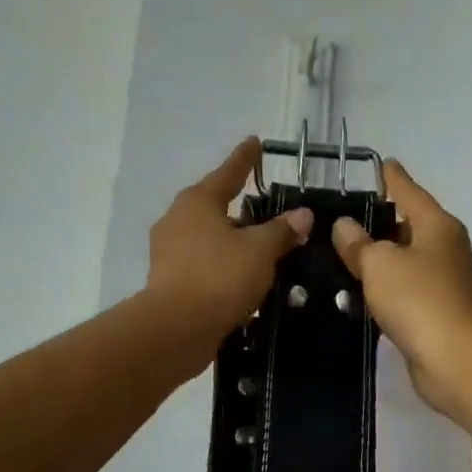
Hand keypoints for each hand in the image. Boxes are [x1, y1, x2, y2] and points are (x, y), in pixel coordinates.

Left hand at [146, 139, 312, 353]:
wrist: (176, 329)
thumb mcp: (260, 251)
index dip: (246, 158)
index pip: (229, 172)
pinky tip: (242, 275)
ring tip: (261, 245)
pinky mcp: (169, 279)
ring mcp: (169, 250)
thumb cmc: (220, 277)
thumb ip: (282, 230)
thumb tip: (302, 214)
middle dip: (240, 205)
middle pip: (215, 204)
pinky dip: (223, 263)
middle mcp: (178, 219)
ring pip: (209, 236)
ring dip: (233, 239)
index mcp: (198, 201)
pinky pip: (204, 262)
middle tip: (266, 204)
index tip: (255, 142)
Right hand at [332, 160, 471, 416]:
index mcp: (436, 225)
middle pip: (408, 224)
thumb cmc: (418, 300)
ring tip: (341, 253)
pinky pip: (404, 287)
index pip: (409, 191)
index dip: (392, 177)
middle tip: (342, 216)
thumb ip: (358, 243)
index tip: (380, 163)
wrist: (453, 359)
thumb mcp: (379, 264)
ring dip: (379, 257)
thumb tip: (344, 226)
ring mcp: (443, 280)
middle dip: (379, 220)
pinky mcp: (436, 310)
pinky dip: (384, 285)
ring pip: (405, 258)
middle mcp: (444, 247)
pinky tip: (359, 290)